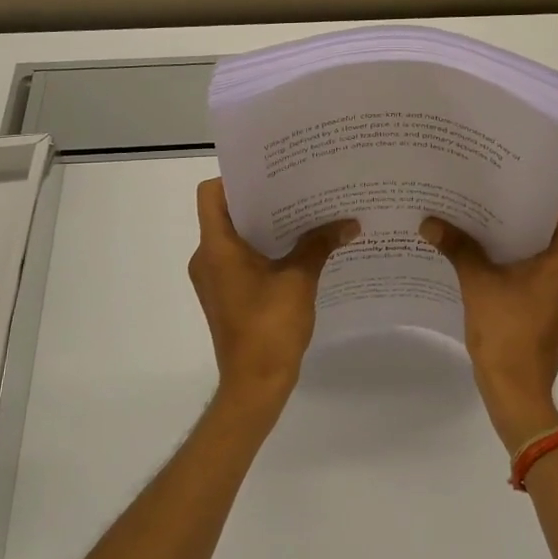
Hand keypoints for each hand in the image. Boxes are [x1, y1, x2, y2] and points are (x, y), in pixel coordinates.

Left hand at [188, 178, 357, 421]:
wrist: (255, 384)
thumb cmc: (270, 327)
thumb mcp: (300, 279)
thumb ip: (320, 245)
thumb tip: (350, 223)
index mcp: (216, 247)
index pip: (212, 194)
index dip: (236, 179)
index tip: (271, 174)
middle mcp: (207, 258)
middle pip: (226, 213)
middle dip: (261, 200)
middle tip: (297, 187)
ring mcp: (214, 279)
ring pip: (235, 238)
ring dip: (265, 226)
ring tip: (303, 214)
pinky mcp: (225, 295)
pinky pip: (240, 259)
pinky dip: (263, 250)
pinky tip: (298, 249)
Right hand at [421, 197, 557, 452]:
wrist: (517, 392)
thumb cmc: (505, 333)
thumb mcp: (477, 284)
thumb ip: (458, 248)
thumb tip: (429, 222)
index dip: (547, 197)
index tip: (515, 192)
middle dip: (524, 218)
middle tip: (490, 205)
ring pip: (550, 255)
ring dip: (521, 243)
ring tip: (485, 231)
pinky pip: (544, 276)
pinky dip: (522, 266)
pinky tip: (490, 266)